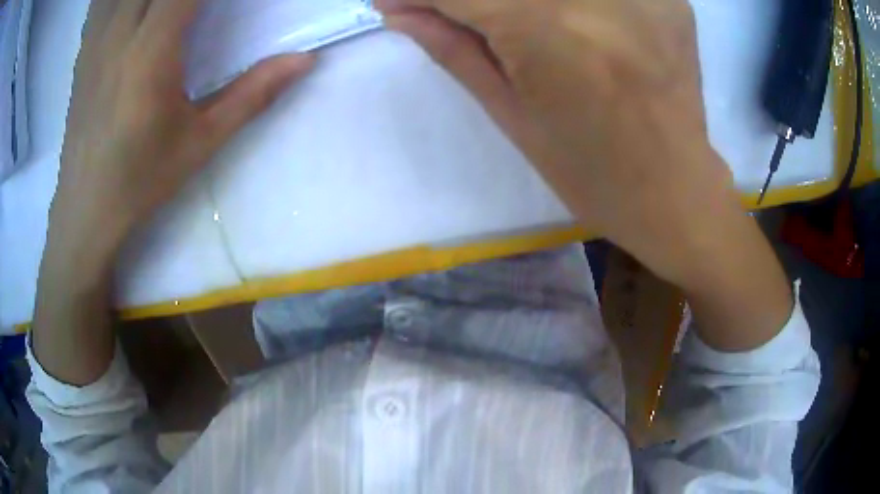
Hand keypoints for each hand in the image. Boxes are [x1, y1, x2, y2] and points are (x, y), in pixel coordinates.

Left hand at [33, 0, 313, 385]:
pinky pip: (101, 2)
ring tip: (167, 8)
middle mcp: (120, 34)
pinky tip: (132, 7)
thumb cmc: (140, 180)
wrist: (86, 211)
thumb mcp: (201, 142)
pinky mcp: (84, 52)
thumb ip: (253, 93)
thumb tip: (306, 60)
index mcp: (151, 51)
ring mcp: (96, 40)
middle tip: (203, 6)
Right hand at [377, 0, 793, 350]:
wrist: (676, 193)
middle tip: (461, 15)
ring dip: (518, 2)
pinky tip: (573, 21)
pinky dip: (570, 2)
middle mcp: (599, 0)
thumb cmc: (592, 175)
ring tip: (520, 30)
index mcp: (550, 36)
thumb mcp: (512, 116)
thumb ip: (453, 48)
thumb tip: (397, 10)